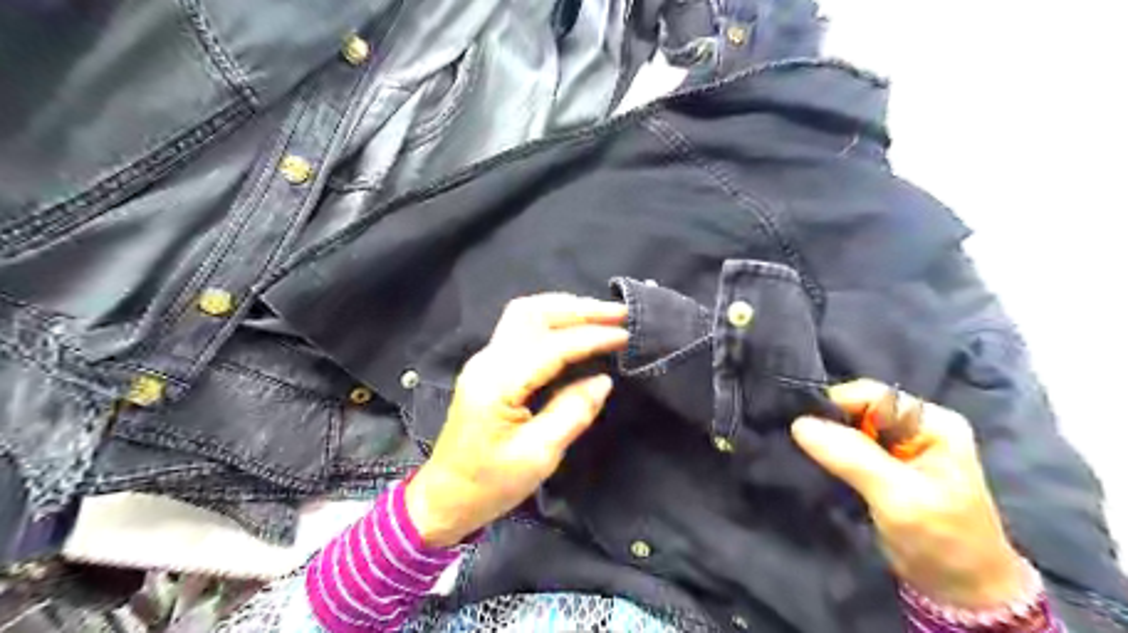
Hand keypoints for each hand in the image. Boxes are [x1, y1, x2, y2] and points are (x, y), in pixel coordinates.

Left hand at [404, 293, 624, 545]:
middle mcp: (488, 360)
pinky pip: (522, 327)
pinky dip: (553, 319)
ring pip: (526, 313)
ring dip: (565, 308)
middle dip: (579, 309)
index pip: (552, 345)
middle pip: (534, 313)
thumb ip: (573, 412)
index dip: (591, 337)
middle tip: (619, 313)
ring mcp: (485, 360)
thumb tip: (603, 380)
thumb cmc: (490, 484)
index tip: (626, 334)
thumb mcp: (539, 456)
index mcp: (498, 383)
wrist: (445, 497)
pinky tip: (574, 327)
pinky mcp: (489, 366)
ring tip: (601, 315)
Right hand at [786, 378, 1027, 610]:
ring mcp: (898, 447)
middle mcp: (915, 426)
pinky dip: (829, 454)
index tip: (803, 427)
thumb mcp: (899, 497)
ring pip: (848, 428)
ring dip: (825, 440)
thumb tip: (799, 424)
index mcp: (932, 422)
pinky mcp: (882, 467)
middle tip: (798, 441)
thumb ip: (852, 457)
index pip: (870, 395)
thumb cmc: (942, 541)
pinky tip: (813, 462)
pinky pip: (847, 448)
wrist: (961, 592)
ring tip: (801, 451)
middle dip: (827, 423)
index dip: (835, 405)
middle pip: (857, 408)